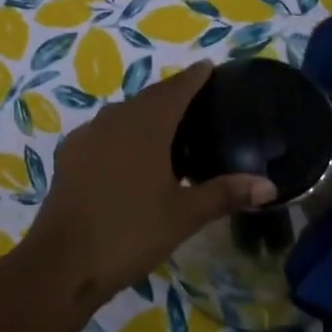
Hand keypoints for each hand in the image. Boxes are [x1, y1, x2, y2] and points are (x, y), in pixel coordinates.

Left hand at [23, 63, 275, 302]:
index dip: (193, 78)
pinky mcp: (69, 157)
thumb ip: (225, 194)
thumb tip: (269, 186)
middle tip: (196, 100)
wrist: (62, 263)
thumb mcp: (184, 216)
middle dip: (171, 94)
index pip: (175, 90)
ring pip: (123, 114)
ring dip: (145, 113)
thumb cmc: (129, 232)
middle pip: (148, 98)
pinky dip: (121, 133)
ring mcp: (86, 137)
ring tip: (167, 127)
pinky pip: (103, 132)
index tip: (209, 68)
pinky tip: (128, 154)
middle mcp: (114, 121)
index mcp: (145, 126)